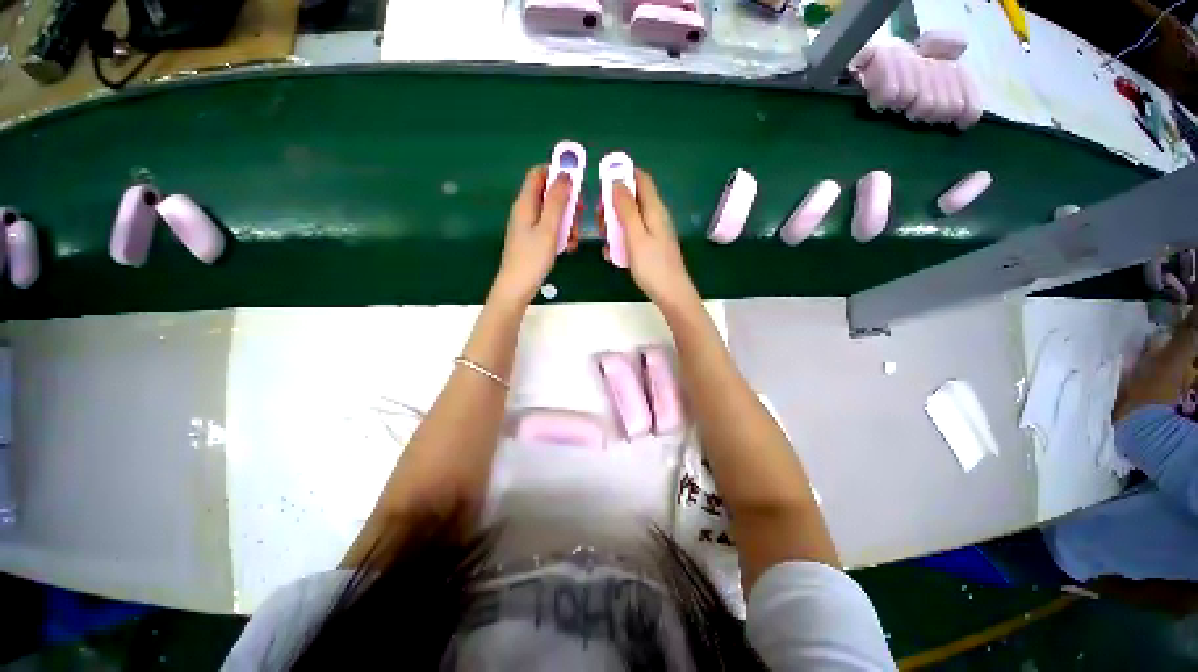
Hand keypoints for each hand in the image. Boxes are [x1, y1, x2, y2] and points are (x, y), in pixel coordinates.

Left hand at [492, 165, 571, 303]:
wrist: (517, 288)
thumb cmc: (532, 258)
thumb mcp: (548, 228)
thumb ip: (557, 201)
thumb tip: (566, 174)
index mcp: (525, 203)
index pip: (538, 173)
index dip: (556, 172)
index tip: (576, 182)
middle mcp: (526, 211)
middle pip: (548, 193)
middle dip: (567, 202)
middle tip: (579, 214)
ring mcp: (529, 226)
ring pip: (552, 213)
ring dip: (567, 221)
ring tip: (573, 239)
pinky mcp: (533, 240)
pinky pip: (550, 229)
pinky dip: (561, 234)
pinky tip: (567, 248)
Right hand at [606, 168, 699, 311]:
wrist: (671, 294)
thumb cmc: (653, 266)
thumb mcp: (635, 236)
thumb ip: (626, 209)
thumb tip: (616, 180)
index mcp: (654, 209)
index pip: (641, 179)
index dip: (622, 175)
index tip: (602, 183)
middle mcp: (655, 216)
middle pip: (632, 199)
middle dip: (613, 204)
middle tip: (600, 220)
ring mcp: (653, 232)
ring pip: (630, 218)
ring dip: (614, 225)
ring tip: (605, 241)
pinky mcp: (650, 246)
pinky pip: (632, 235)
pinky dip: (621, 239)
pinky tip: (612, 254)